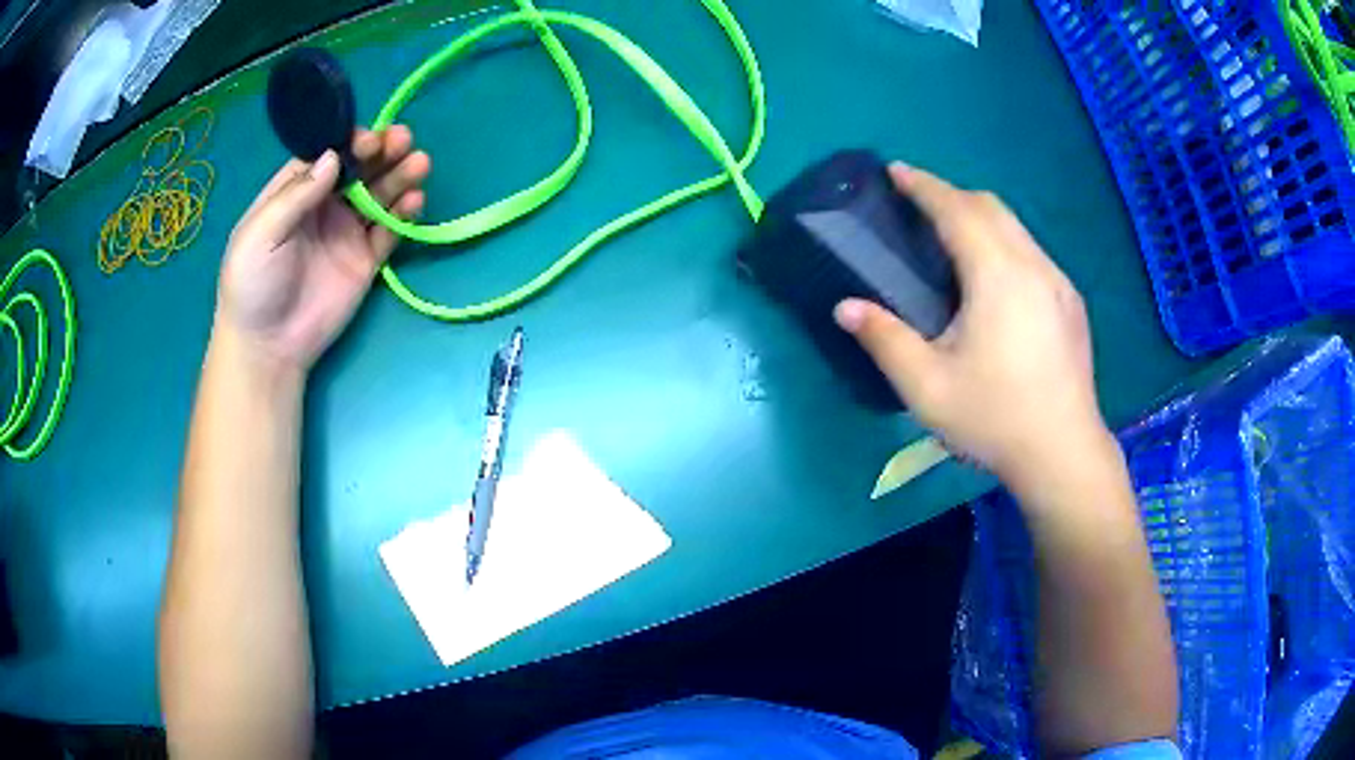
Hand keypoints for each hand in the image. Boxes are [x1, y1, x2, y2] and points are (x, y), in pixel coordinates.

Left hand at [217, 126, 429, 373]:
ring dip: (400, 175)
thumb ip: (295, 195)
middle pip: (358, 169)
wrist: (268, 347)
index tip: (367, 138)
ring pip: (378, 194)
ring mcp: (346, 232)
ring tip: (420, 163)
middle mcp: (323, 205)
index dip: (348, 141)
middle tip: (402, 141)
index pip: (326, 155)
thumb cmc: (252, 285)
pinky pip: (389, 230)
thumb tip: (333, 157)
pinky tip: (415, 200)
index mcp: (294, 193)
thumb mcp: (260, 234)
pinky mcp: (365, 260)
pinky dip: (403, 214)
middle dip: (381, 151)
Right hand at [835, 164, 1113, 489]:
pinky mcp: (1071, 303)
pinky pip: (1032, 252)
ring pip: (1016, 228)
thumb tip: (844, 307)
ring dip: (980, 218)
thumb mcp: (927, 387)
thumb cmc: (994, 419)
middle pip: (991, 207)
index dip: (923, 186)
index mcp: (998, 275)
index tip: (896, 171)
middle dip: (951, 194)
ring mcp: (1058, 283)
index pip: (957, 209)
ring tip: (951, 238)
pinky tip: (994, 280)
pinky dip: (1004, 243)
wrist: (1063, 453)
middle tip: (918, 204)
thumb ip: (884, 339)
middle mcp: (1033, 265)